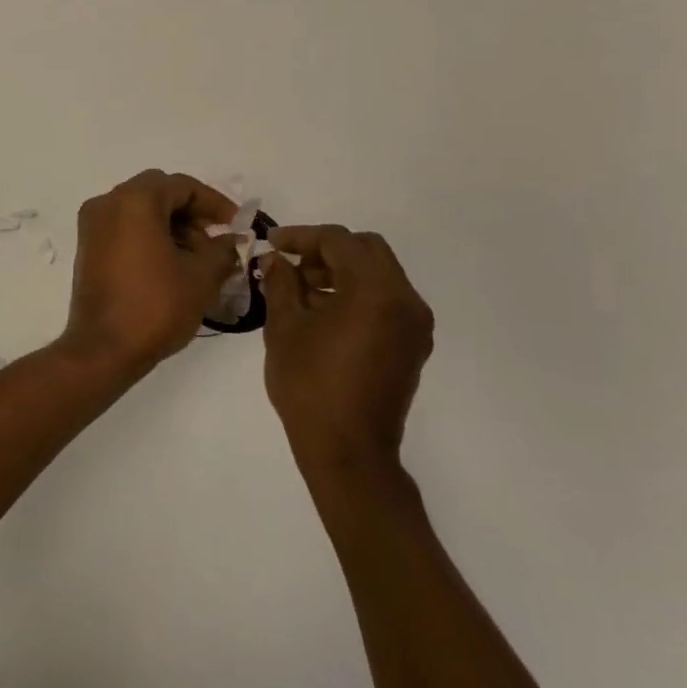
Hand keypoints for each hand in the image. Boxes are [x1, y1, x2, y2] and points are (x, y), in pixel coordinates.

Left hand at [61, 170, 239, 373]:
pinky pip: (124, 228)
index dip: (214, 203)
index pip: (182, 186)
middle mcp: (108, 203)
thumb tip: (232, 241)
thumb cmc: (155, 306)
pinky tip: (172, 266)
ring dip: (172, 227)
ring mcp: (93, 226)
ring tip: (198, 260)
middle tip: (216, 241)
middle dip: (192, 214)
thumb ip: (223, 251)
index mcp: (134, 200)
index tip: (236, 226)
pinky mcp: (88, 248)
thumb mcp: (201, 277)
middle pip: (159, 193)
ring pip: (141, 211)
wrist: (103, 349)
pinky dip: (150, 237)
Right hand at [260, 226, 434, 469]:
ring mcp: (414, 323)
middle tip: (291, 264)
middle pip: (367, 250)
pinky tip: (325, 311)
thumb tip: (275, 260)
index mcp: (374, 291)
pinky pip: (387, 299)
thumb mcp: (284, 328)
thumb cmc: (310, 386)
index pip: (338, 241)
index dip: (301, 236)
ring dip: (342, 271)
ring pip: (379, 273)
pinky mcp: (413, 344)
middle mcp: (404, 300)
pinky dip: (358, 293)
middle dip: (326, 250)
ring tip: (302, 290)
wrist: (349, 451)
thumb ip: (281, 283)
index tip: (272, 243)